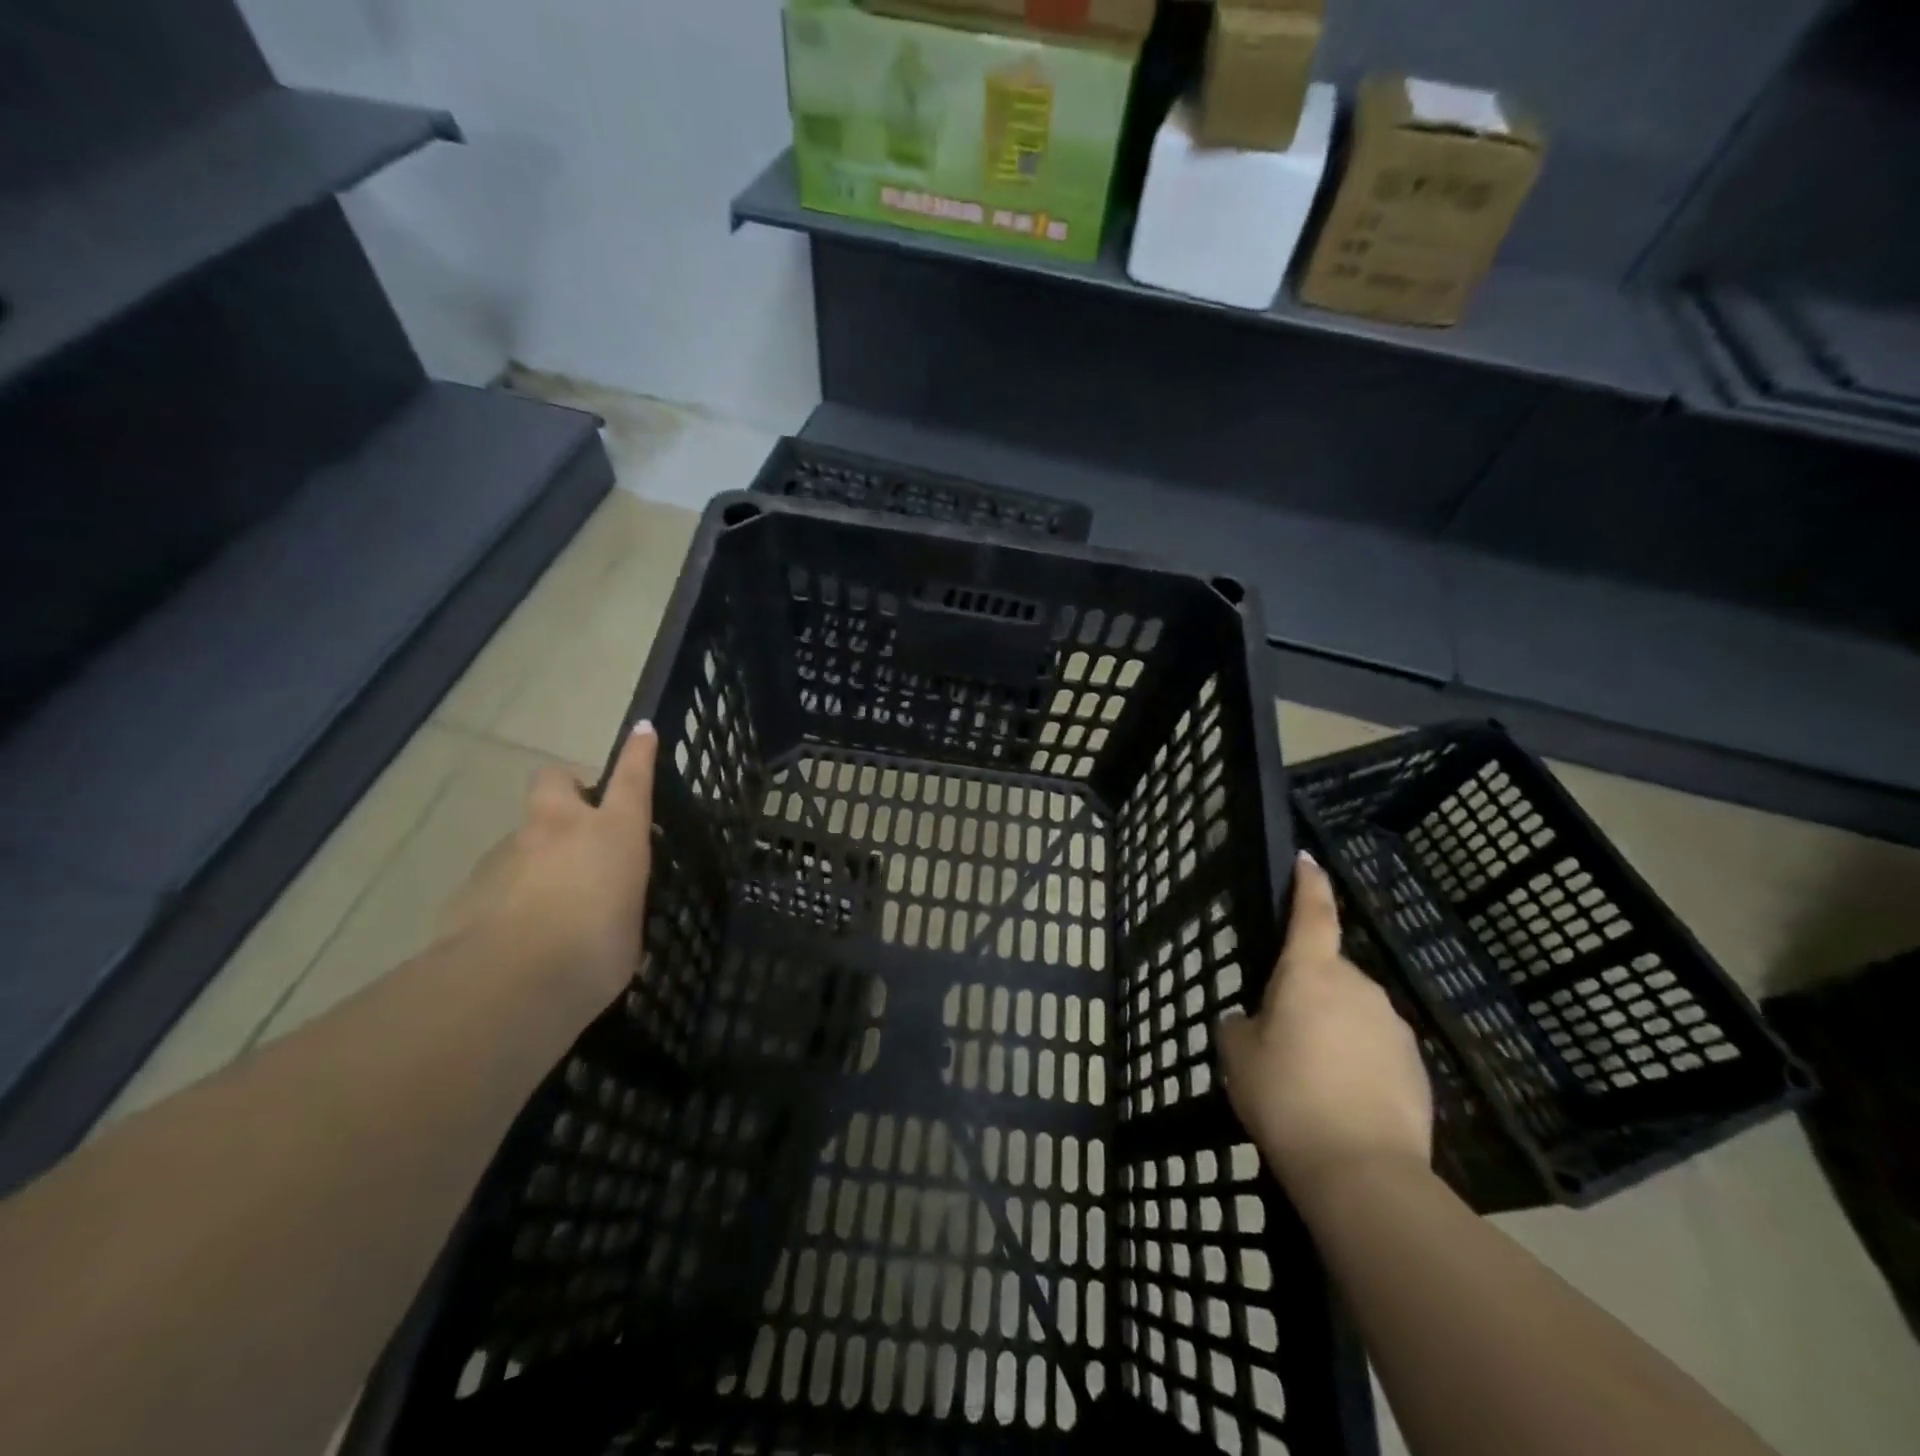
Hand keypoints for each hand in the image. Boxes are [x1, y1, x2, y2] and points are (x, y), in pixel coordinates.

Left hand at [441, 722, 657, 1010]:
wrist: (508, 983)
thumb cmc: (595, 952)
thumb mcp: (629, 930)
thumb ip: (619, 908)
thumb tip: (613, 916)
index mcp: (613, 833)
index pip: (632, 778)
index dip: (638, 752)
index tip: (642, 731)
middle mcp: (561, 828)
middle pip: (555, 779)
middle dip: (565, 789)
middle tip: (577, 822)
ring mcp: (511, 851)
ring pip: (524, 834)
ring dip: (537, 853)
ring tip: (549, 904)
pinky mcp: (472, 884)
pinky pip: (498, 877)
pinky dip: (509, 893)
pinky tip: (516, 933)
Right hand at [1216, 852, 1433, 1199]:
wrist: (1363, 1172)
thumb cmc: (1286, 1097)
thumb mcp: (1238, 1057)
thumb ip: (1240, 1026)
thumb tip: (1252, 1022)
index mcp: (1311, 973)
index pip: (1312, 912)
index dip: (1308, 883)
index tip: (1307, 860)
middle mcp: (1359, 988)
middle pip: (1328, 972)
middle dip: (1307, 990)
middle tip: (1281, 1034)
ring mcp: (1393, 1027)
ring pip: (1352, 1012)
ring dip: (1332, 1028)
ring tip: (1311, 1079)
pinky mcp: (1417, 1067)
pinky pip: (1375, 1048)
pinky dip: (1357, 1061)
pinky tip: (1341, 1101)